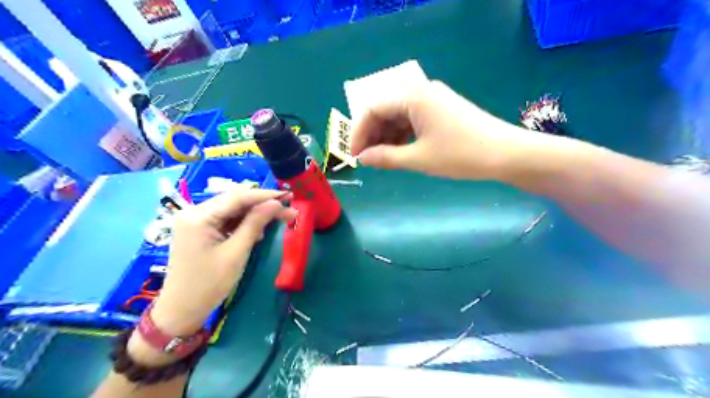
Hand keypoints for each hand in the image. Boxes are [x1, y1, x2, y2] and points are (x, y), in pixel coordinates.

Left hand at [151, 187, 295, 333]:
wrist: (182, 310)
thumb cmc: (209, 283)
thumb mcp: (236, 252)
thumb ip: (255, 223)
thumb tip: (276, 203)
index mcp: (198, 216)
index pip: (237, 197)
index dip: (265, 195)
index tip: (288, 195)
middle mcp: (194, 212)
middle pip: (235, 201)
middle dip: (263, 205)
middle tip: (289, 210)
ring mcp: (196, 221)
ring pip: (233, 210)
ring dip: (256, 214)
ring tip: (280, 219)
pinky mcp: (199, 229)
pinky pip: (226, 219)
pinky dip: (244, 223)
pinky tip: (259, 230)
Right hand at [348, 80, 544, 180]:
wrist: (506, 154)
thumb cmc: (461, 155)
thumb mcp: (419, 159)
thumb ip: (386, 157)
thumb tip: (363, 159)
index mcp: (413, 96)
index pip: (373, 109)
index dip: (359, 133)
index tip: (355, 156)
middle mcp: (421, 91)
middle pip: (385, 110)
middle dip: (373, 135)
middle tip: (368, 159)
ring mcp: (433, 99)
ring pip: (399, 115)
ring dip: (387, 136)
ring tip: (383, 159)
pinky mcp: (442, 109)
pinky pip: (413, 119)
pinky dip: (403, 135)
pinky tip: (400, 151)